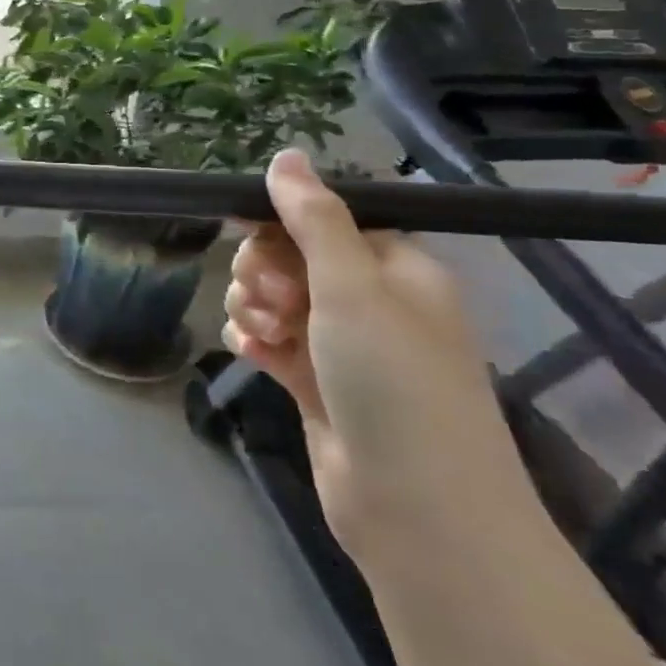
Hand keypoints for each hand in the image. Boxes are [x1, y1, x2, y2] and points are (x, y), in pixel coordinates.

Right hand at [223, 149, 526, 556]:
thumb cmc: (393, 383)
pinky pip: (269, 340)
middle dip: (262, 270)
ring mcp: (341, 346)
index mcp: (396, 270)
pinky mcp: (315, 383)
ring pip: (273, 298)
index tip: (256, 242)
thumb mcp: (353, 288)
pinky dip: (253, 340)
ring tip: (262, 332)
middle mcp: (370, 302)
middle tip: (271, 300)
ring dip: (252, 304)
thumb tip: (286, 155)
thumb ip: (313, 219)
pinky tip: (248, 351)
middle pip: (291, 257)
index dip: (282, 226)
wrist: (416, 510)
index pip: (324, 220)